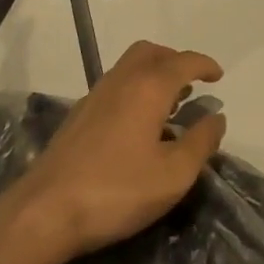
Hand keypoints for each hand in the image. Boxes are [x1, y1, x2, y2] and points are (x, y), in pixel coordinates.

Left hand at [8, 40, 227, 261]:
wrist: (44, 211)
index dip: (204, 65)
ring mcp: (96, 95)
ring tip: (169, 104)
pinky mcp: (79, 114)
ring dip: (153, 73)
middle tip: (191, 84)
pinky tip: (138, 124)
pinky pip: (116, 84)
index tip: (218, 76)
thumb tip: (217, 117)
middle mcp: (122, 80)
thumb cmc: (117, 190)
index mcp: (149, 87)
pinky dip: (135, 88)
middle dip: (175, 61)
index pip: (183, 62)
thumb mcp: (173, 175)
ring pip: (130, 66)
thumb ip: (201, 142)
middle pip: (151, 52)